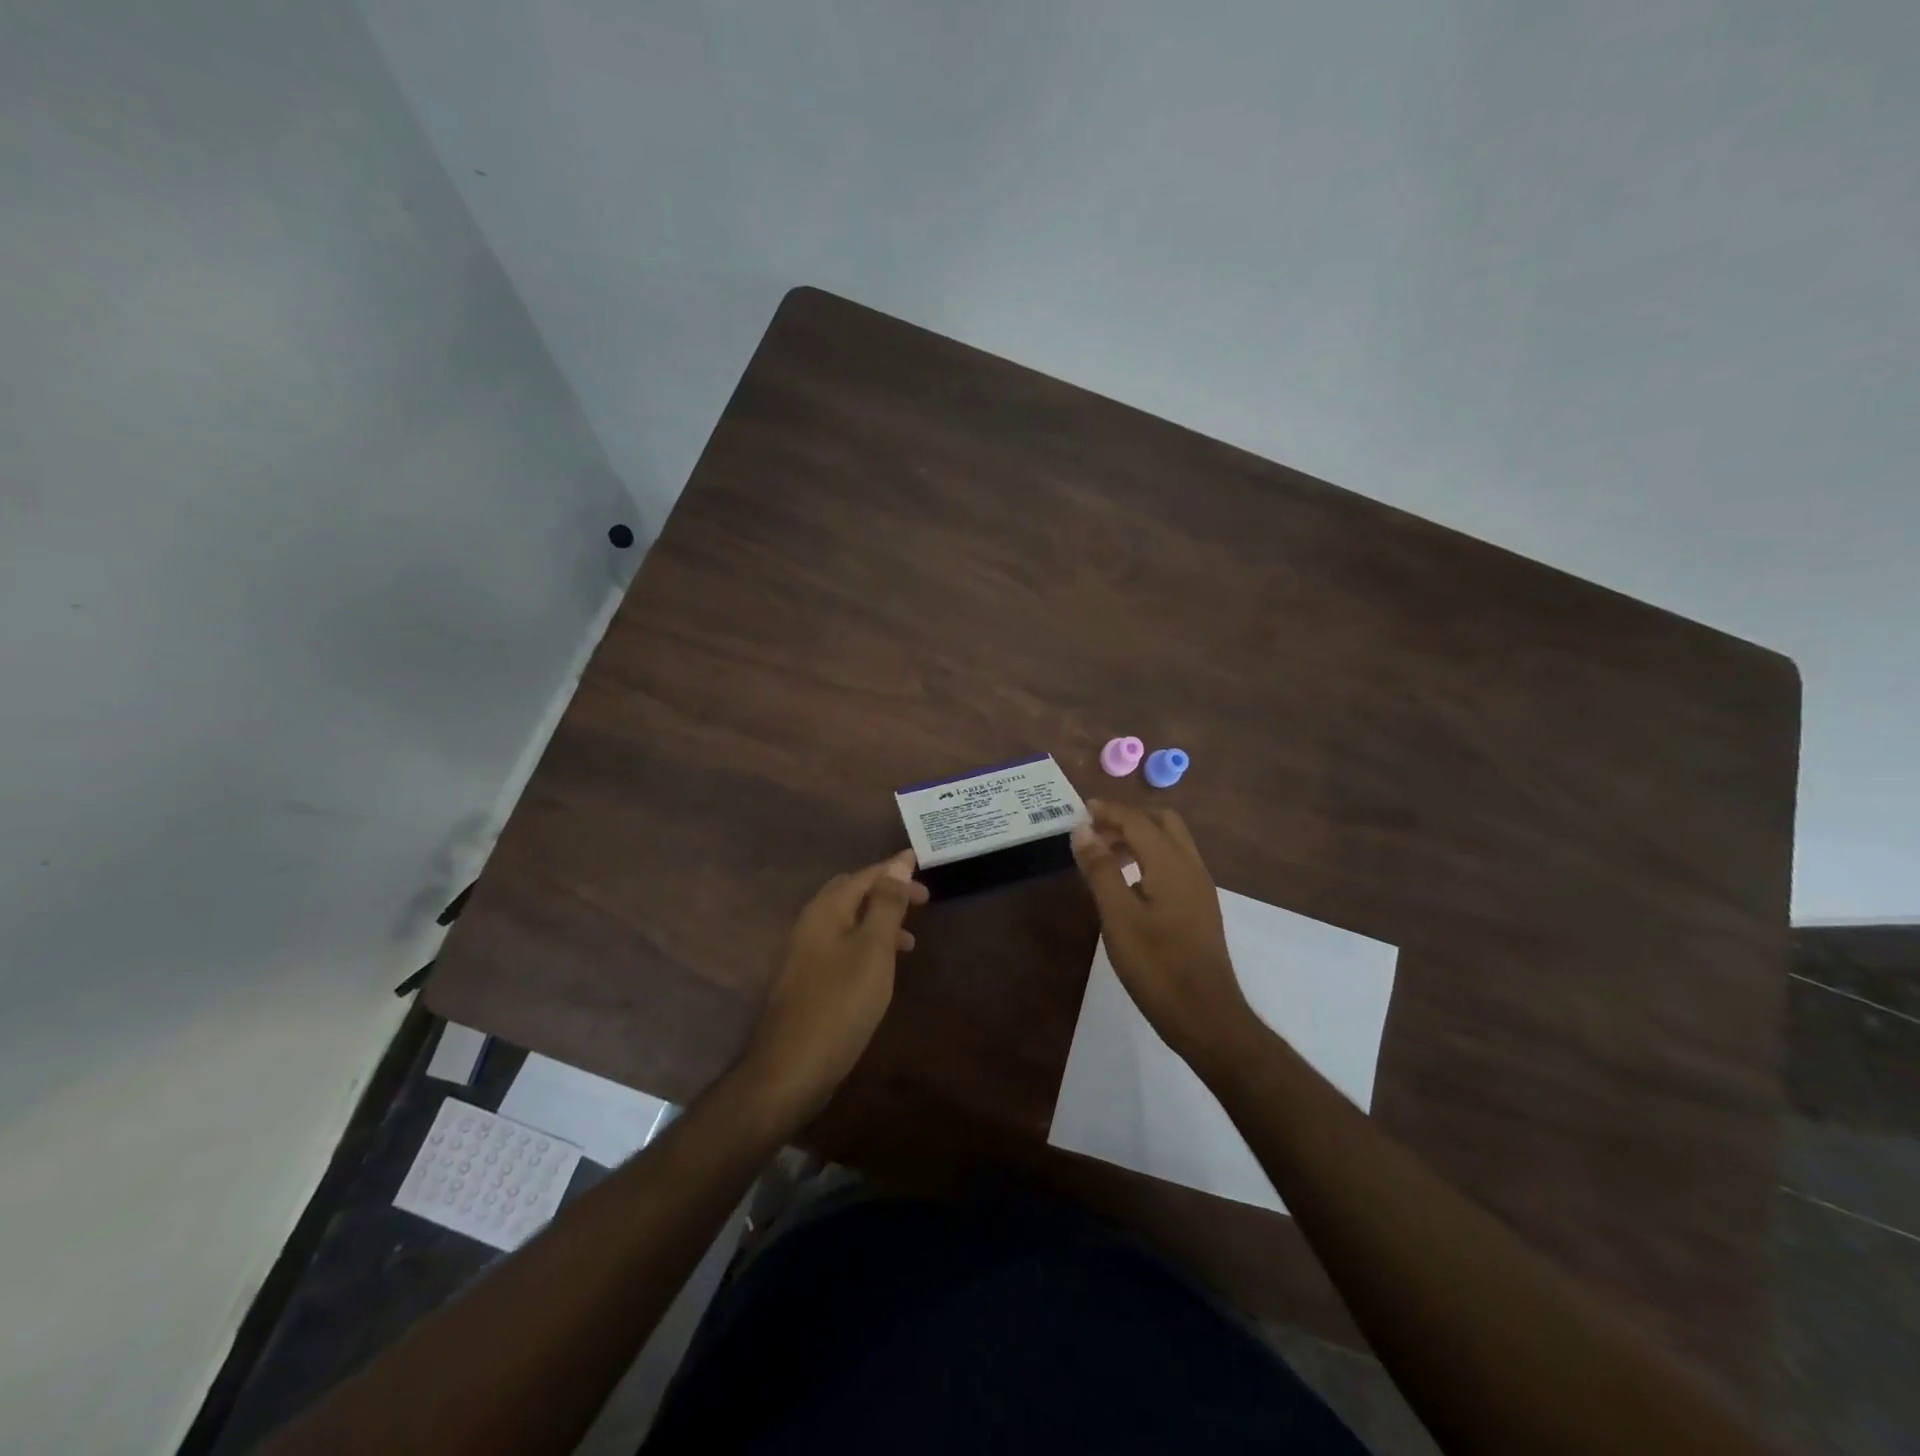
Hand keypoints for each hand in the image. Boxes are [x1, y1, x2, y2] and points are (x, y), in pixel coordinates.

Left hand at [739, 850, 927, 1120]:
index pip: (863, 876)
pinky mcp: (807, 982)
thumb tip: (899, 862)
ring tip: (911, 940)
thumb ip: (886, 904)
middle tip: (920, 900)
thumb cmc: (839, 1003)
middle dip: (885, 892)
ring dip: (878, 921)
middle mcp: (810, 925)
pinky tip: (881, 970)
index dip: (893, 869)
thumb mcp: (873, 950)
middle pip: (850, 894)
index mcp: (825, 911)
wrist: (790, 1069)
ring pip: (847, 923)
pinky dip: (866, 946)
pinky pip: (841, 948)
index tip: (921, 864)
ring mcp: (804, 955)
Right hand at [1070, 800, 1258, 1068]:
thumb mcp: (1118, 917)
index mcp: (1171, 863)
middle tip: (1094, 833)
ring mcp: (1199, 887)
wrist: (1206, 1016)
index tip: (1079, 809)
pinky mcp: (1200, 907)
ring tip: (1104, 857)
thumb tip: (1082, 829)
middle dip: (1127, 819)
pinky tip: (1128, 884)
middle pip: (1162, 822)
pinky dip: (1149, 858)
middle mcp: (1191, 866)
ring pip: (1171, 843)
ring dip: (1139, 838)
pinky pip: (1174, 864)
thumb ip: (1100, 870)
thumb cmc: (1156, 966)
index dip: (1107, 811)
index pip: (1137, 820)